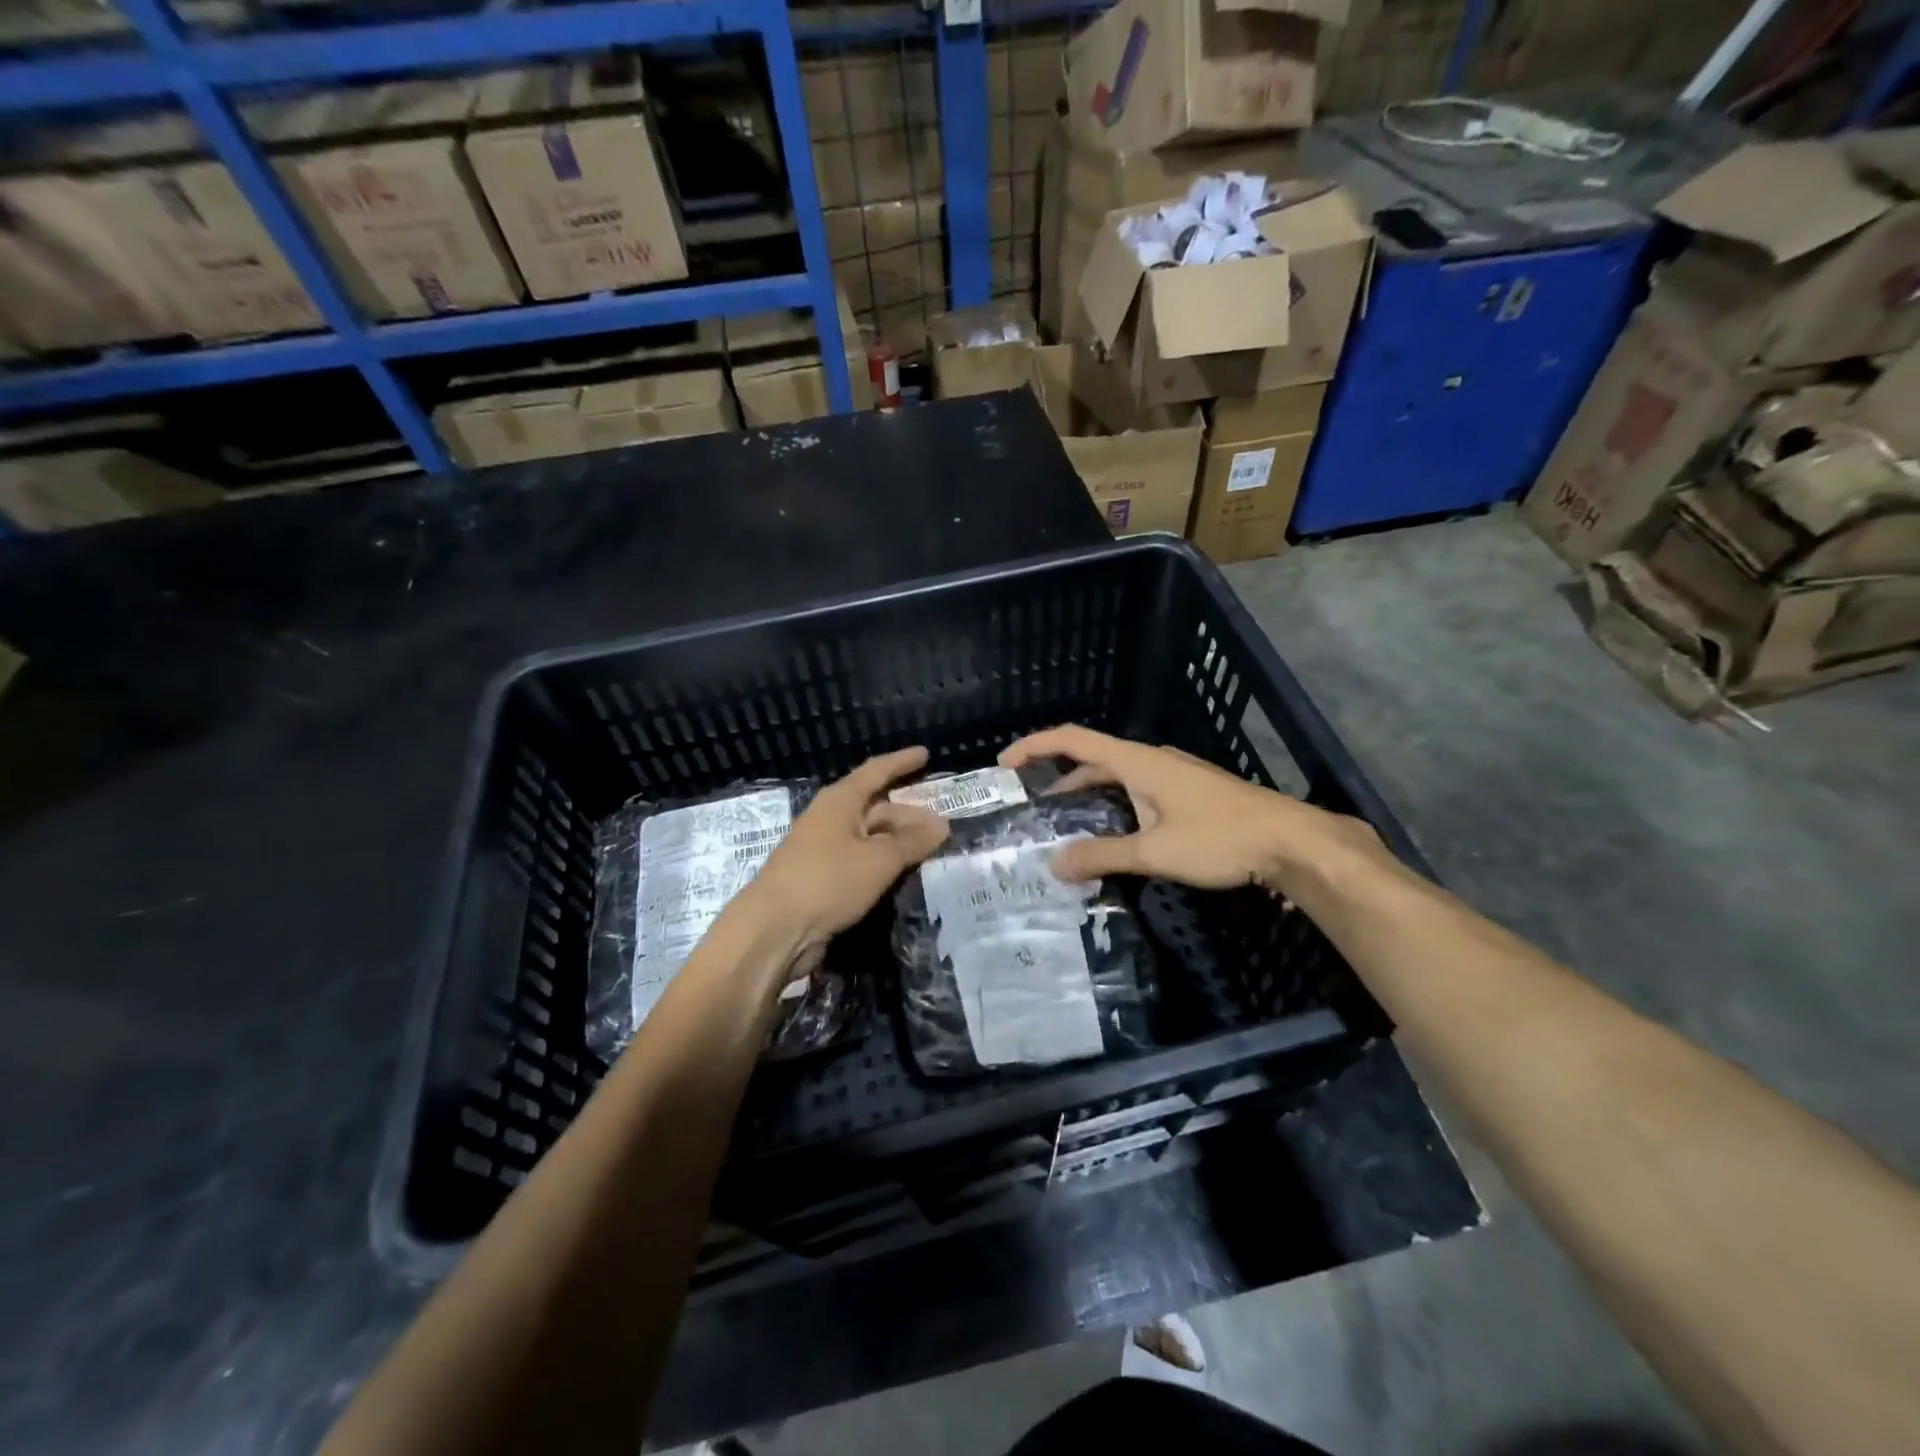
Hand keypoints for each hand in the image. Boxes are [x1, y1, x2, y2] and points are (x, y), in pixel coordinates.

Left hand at [741, 747, 949, 958]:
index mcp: (839, 801)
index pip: (876, 771)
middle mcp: (831, 819)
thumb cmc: (827, 881)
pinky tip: (904, 873)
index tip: (926, 754)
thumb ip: (912, 842)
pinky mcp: (824, 879)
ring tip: (931, 850)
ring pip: (870, 836)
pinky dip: (884, 863)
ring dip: (899, 841)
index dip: (901, 762)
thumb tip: (942, 824)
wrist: (774, 930)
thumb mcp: (878, 860)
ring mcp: (825, 850)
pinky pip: (862, 861)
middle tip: (942, 824)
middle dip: (909, 813)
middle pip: (876, 807)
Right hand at [999, 725, 1382, 893]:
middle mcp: (1152, 760)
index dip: (1035, 746)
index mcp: (1137, 762)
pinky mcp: (1190, 793)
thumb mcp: (1154, 852)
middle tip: (1031, 805)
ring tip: (1065, 822)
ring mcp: (1174, 775)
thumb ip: (1102, 856)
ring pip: (1118, 776)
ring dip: (1088, 793)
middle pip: (1093, 758)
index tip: (1005, 765)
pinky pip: (1138, 790)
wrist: (1291, 841)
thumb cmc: (1220, 838)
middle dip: (1058, 777)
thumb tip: (1055, 865)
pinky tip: (1115, 833)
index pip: (1073, 740)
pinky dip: (1114, 804)